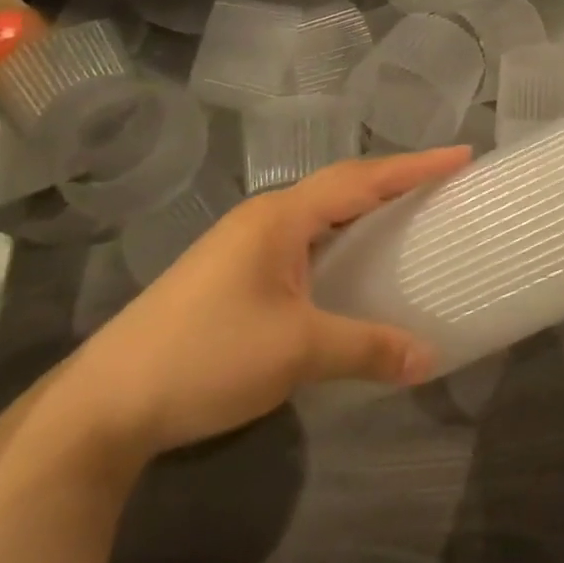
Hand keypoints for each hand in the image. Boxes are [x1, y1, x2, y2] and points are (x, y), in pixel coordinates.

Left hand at [57, 146, 470, 461]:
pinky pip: (304, 238)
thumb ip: (367, 348)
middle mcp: (265, 218)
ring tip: (409, 212)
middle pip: (343, 185)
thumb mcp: (295, 352)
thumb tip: (430, 359)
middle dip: (395, 179)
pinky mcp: (233, 273)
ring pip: (321, 212)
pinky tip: (352, 261)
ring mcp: (244, 245)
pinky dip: (341, 237)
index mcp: (281, 217)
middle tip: (443, 180)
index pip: (362, 178)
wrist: (101, 408)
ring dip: (365, 207)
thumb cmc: (204, 358)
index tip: (462, 154)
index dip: (415, 166)